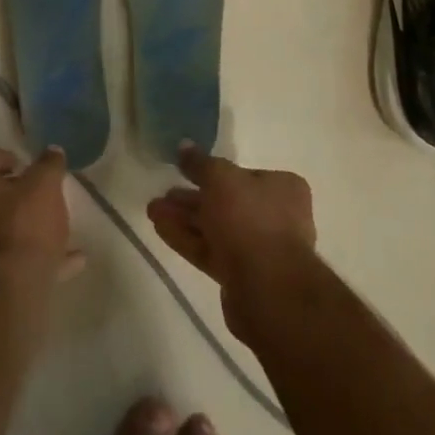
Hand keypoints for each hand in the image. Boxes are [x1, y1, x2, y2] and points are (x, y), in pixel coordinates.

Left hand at [0, 146, 81, 288]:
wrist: (3, 297)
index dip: (11, 160)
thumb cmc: (21, 227)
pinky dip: (24, 257)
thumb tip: (52, 151)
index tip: (32, 170)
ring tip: (57, 231)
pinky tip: (64, 263)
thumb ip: (49, 165)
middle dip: (14, 195)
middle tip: (41, 197)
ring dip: (21, 228)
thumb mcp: (45, 187)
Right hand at [147, 144, 315, 339]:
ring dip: (184, 218)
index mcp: (282, 188)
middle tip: (163, 194)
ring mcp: (260, 249)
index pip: (243, 174)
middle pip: (226, 202)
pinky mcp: (243, 275)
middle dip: (192, 198)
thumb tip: (184, 146)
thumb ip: (200, 162)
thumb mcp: (220, 178)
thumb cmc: (249, 218)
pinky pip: (211, 250)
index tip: (184, 171)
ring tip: (152, 210)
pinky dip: (187, 239)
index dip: (212, 172)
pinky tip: (160, 228)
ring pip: (216, 228)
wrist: (268, 288)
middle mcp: (276, 216)